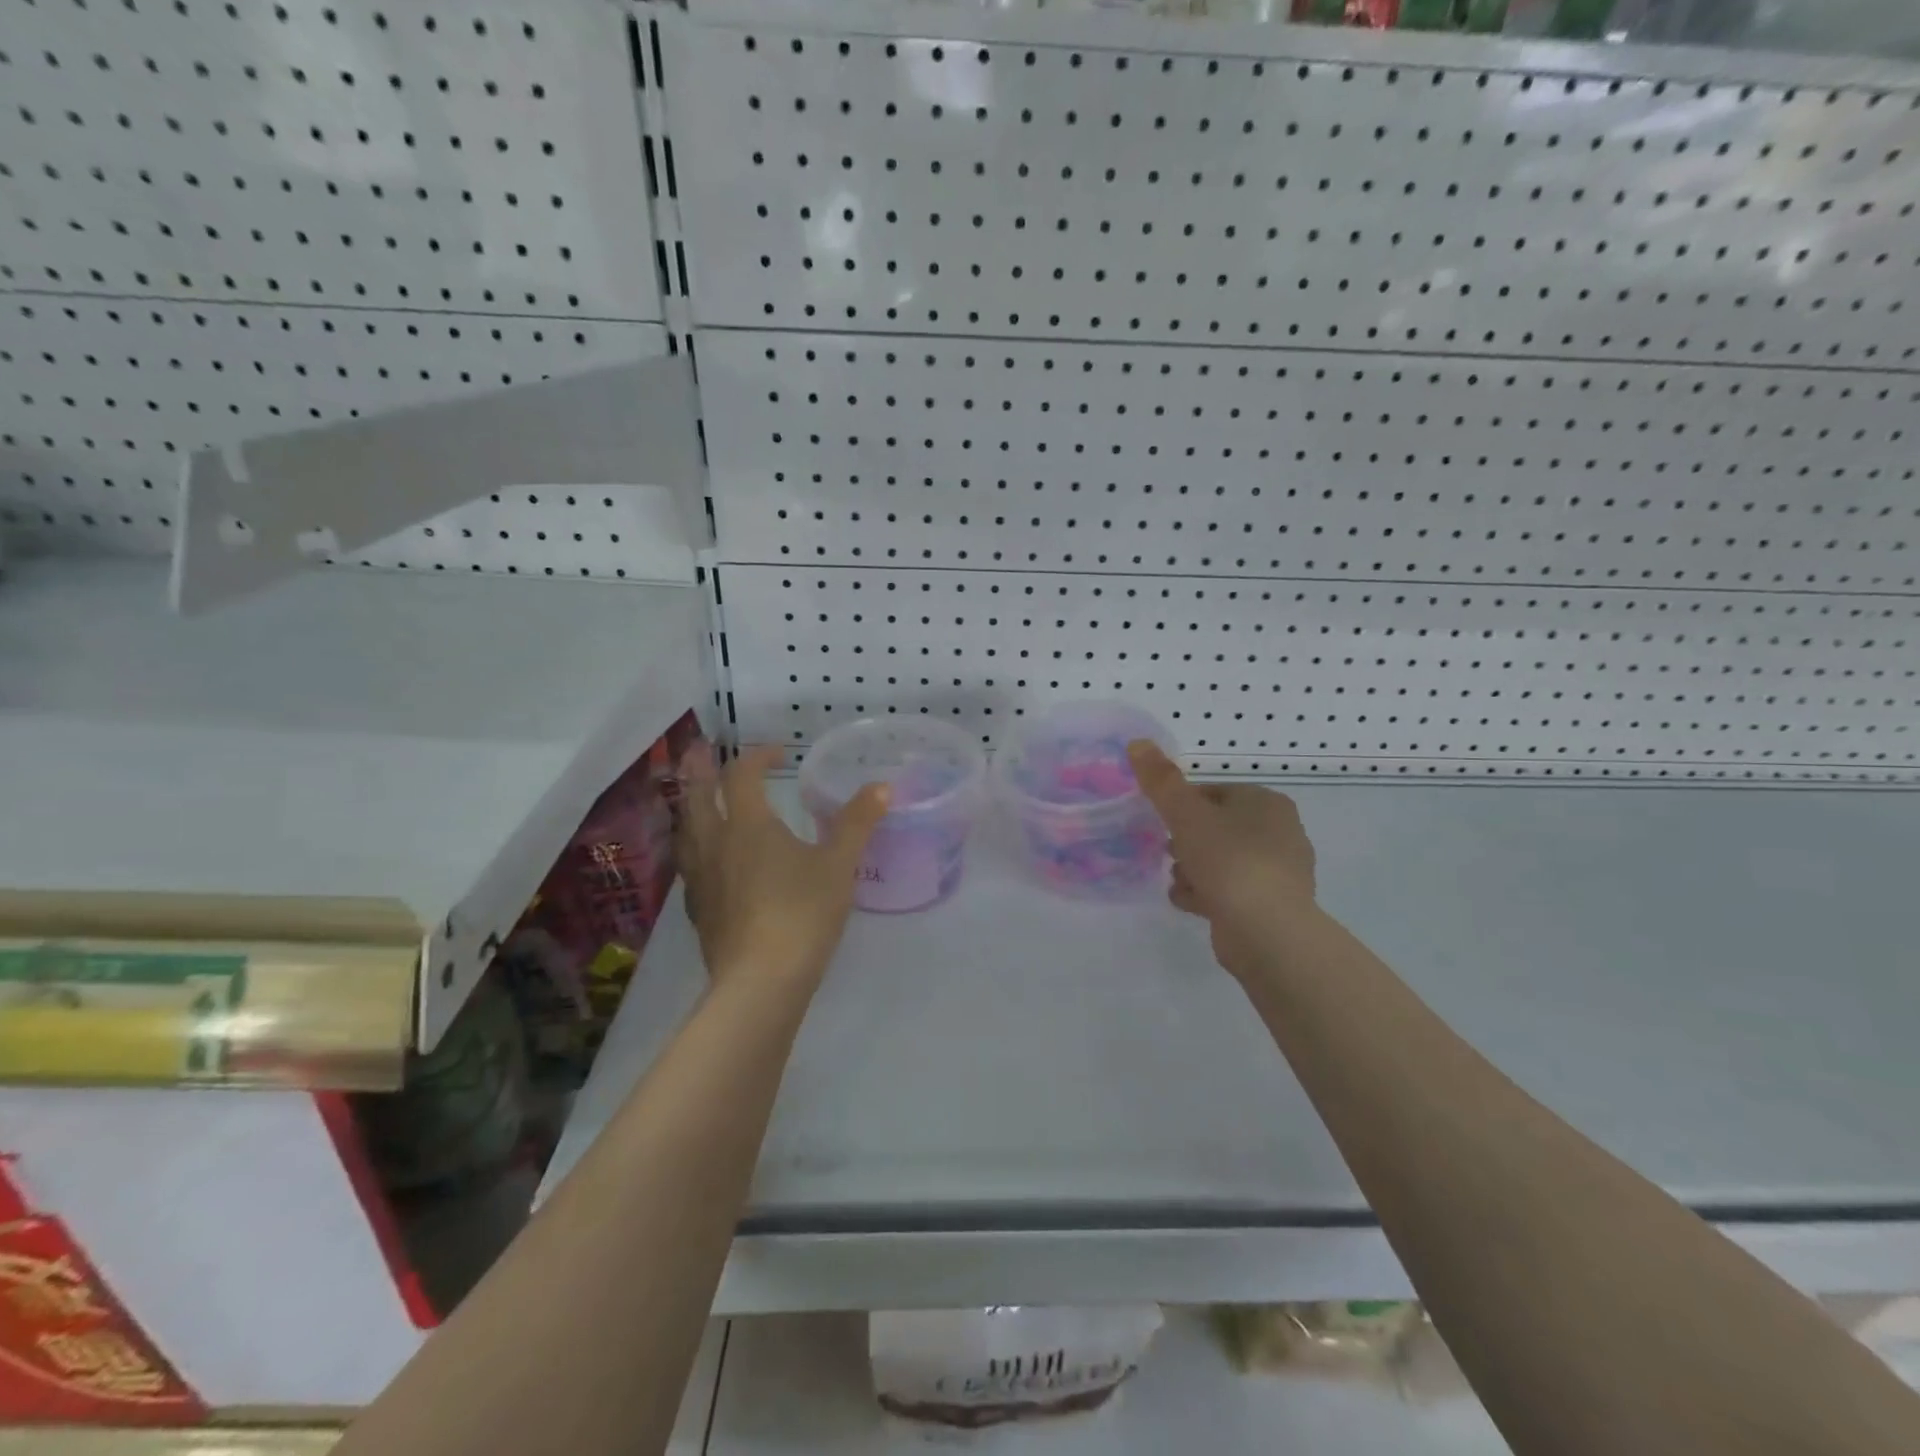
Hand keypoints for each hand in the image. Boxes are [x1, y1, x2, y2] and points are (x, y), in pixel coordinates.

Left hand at [676, 744, 889, 987]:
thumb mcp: (839, 865)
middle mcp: (715, 844)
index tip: (777, 753)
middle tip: (701, 752)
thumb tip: (881, 786)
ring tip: (697, 801)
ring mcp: (700, 879)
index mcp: (747, 825)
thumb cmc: (802, 913)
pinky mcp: (699, 911)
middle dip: (701, 770)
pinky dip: (695, 849)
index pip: (742, 776)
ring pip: (685, 831)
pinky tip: (707, 863)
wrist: (761, 982)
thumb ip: (857, 823)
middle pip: (698, 796)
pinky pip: (689, 866)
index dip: (757, 757)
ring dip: (691, 808)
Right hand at [1127, 741, 1317, 980]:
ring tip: (1177, 882)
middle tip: (1168, 852)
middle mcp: (1280, 832)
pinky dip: (1208, 894)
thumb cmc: (1228, 861)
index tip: (1161, 822)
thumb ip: (1160, 780)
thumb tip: (1137, 742)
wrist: (1266, 931)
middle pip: (1216, 827)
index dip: (1181, 805)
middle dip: (1186, 841)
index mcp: (1266, 802)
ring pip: (1222, 860)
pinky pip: (1231, 890)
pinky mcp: (1272, 906)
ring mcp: (1279, 871)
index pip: (1213, 792)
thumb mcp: (1186, 814)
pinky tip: (1189, 903)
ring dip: (1193, 869)